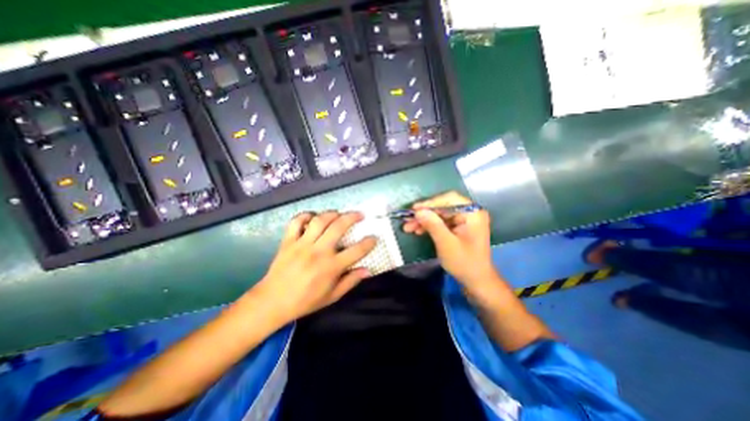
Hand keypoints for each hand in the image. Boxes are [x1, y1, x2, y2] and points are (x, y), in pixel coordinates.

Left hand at [254, 210, 378, 322]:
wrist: (272, 302)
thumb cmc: (305, 301)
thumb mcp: (332, 296)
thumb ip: (351, 281)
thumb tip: (368, 270)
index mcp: (331, 267)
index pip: (356, 251)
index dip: (368, 243)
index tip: (374, 237)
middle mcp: (318, 252)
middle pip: (338, 227)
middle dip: (352, 217)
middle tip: (360, 215)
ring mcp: (302, 244)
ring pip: (319, 221)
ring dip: (332, 213)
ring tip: (339, 213)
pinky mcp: (288, 241)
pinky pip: (296, 222)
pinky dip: (305, 215)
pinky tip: (313, 217)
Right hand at [401, 190, 497, 285]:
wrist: (476, 280)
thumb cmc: (465, 263)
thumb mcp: (446, 244)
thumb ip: (433, 225)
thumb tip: (418, 211)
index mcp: (473, 213)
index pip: (449, 199)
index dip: (430, 203)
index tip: (414, 209)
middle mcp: (469, 213)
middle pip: (443, 207)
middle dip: (424, 214)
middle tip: (407, 220)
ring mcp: (464, 220)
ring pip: (439, 214)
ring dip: (424, 220)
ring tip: (408, 227)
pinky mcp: (458, 227)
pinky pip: (441, 222)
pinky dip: (429, 225)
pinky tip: (418, 230)